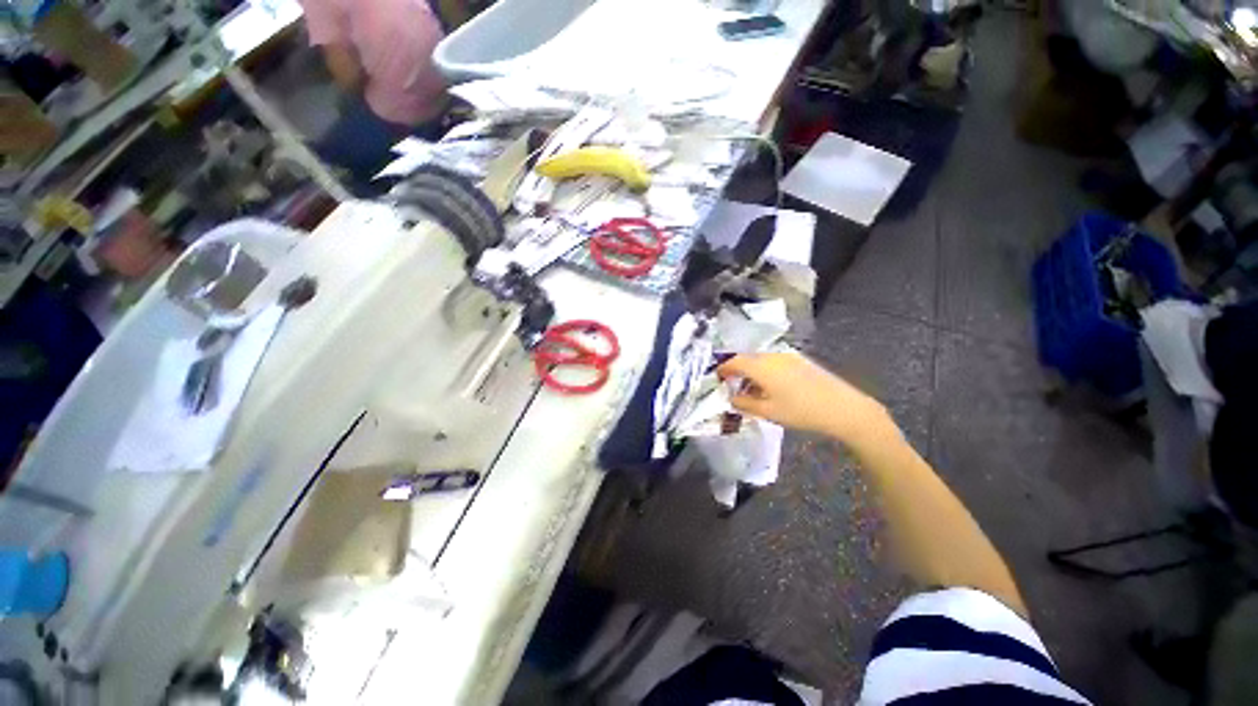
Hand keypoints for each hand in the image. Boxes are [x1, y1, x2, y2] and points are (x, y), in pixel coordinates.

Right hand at [717, 352, 893, 444]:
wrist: (843, 408)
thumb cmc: (801, 411)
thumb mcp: (768, 412)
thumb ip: (744, 404)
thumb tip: (731, 398)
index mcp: (762, 366)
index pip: (734, 361)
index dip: (723, 369)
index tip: (716, 378)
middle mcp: (772, 356)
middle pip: (747, 359)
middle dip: (737, 372)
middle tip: (732, 387)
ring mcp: (788, 356)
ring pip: (761, 361)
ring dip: (751, 373)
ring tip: (751, 391)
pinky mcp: (800, 361)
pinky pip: (774, 362)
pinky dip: (765, 372)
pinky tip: (770, 388)